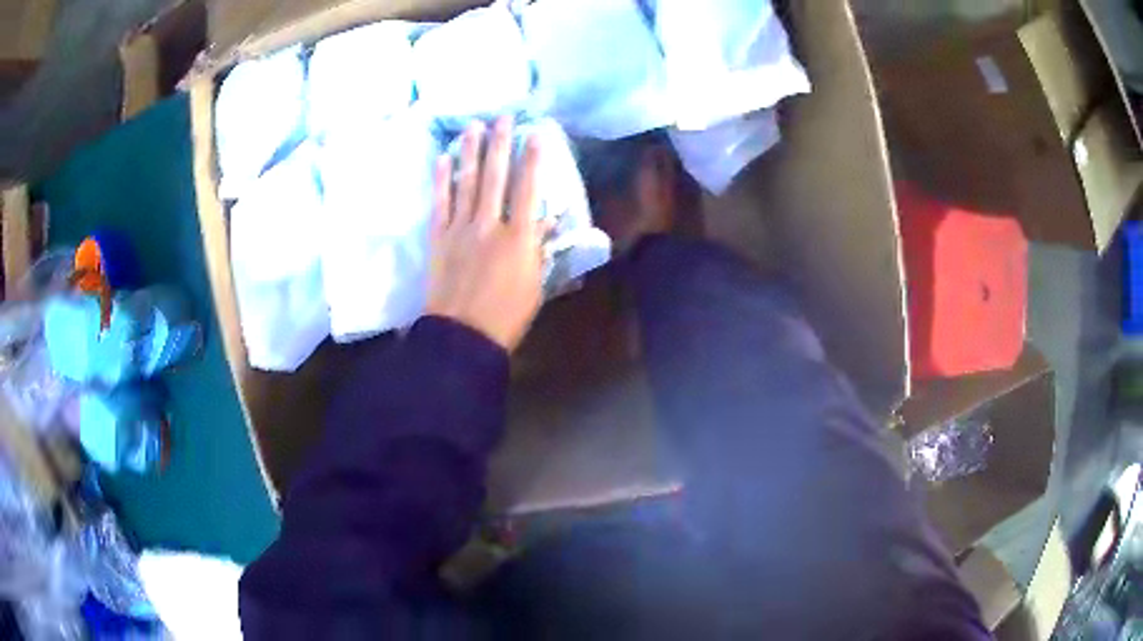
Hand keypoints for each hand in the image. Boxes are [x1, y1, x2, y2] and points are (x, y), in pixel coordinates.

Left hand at [425, 116, 545, 351]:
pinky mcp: (439, 237)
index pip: (529, 189)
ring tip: (473, 127)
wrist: (463, 335)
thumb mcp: (535, 284)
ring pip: (467, 182)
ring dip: (470, 152)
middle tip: (502, 117)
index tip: (536, 134)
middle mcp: (489, 224)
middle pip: (495, 177)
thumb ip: (539, 247)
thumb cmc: (507, 315)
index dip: (533, 159)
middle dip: (500, 144)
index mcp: (519, 238)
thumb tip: (545, 217)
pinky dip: (442, 179)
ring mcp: (460, 228)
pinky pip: (440, 202)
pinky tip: (443, 158)